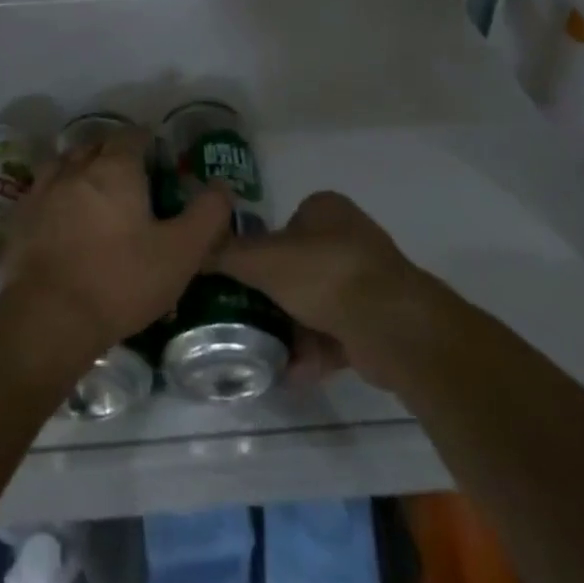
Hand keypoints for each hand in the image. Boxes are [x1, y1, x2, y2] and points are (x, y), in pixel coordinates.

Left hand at [2, 130, 231, 358]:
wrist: (49, 318)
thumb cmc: (121, 281)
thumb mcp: (180, 253)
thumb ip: (208, 215)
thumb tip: (222, 185)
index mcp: (115, 169)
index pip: (131, 136)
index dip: (146, 142)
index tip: (156, 158)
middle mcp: (76, 168)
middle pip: (95, 145)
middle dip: (113, 153)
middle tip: (130, 178)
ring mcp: (42, 190)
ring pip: (64, 164)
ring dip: (80, 170)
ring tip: (93, 193)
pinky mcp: (19, 217)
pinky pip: (40, 191)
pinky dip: (54, 195)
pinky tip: (60, 217)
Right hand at [214, 191, 447, 389]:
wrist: (391, 326)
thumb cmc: (324, 274)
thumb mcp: (262, 259)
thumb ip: (225, 254)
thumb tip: (192, 250)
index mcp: (326, 210)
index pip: (284, 225)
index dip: (261, 250)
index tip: (241, 278)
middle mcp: (348, 239)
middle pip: (298, 268)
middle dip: (274, 297)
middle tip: (246, 318)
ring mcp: (366, 282)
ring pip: (316, 304)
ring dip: (291, 330)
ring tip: (261, 352)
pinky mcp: (376, 322)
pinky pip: (335, 335)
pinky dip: (313, 353)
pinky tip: (289, 372)